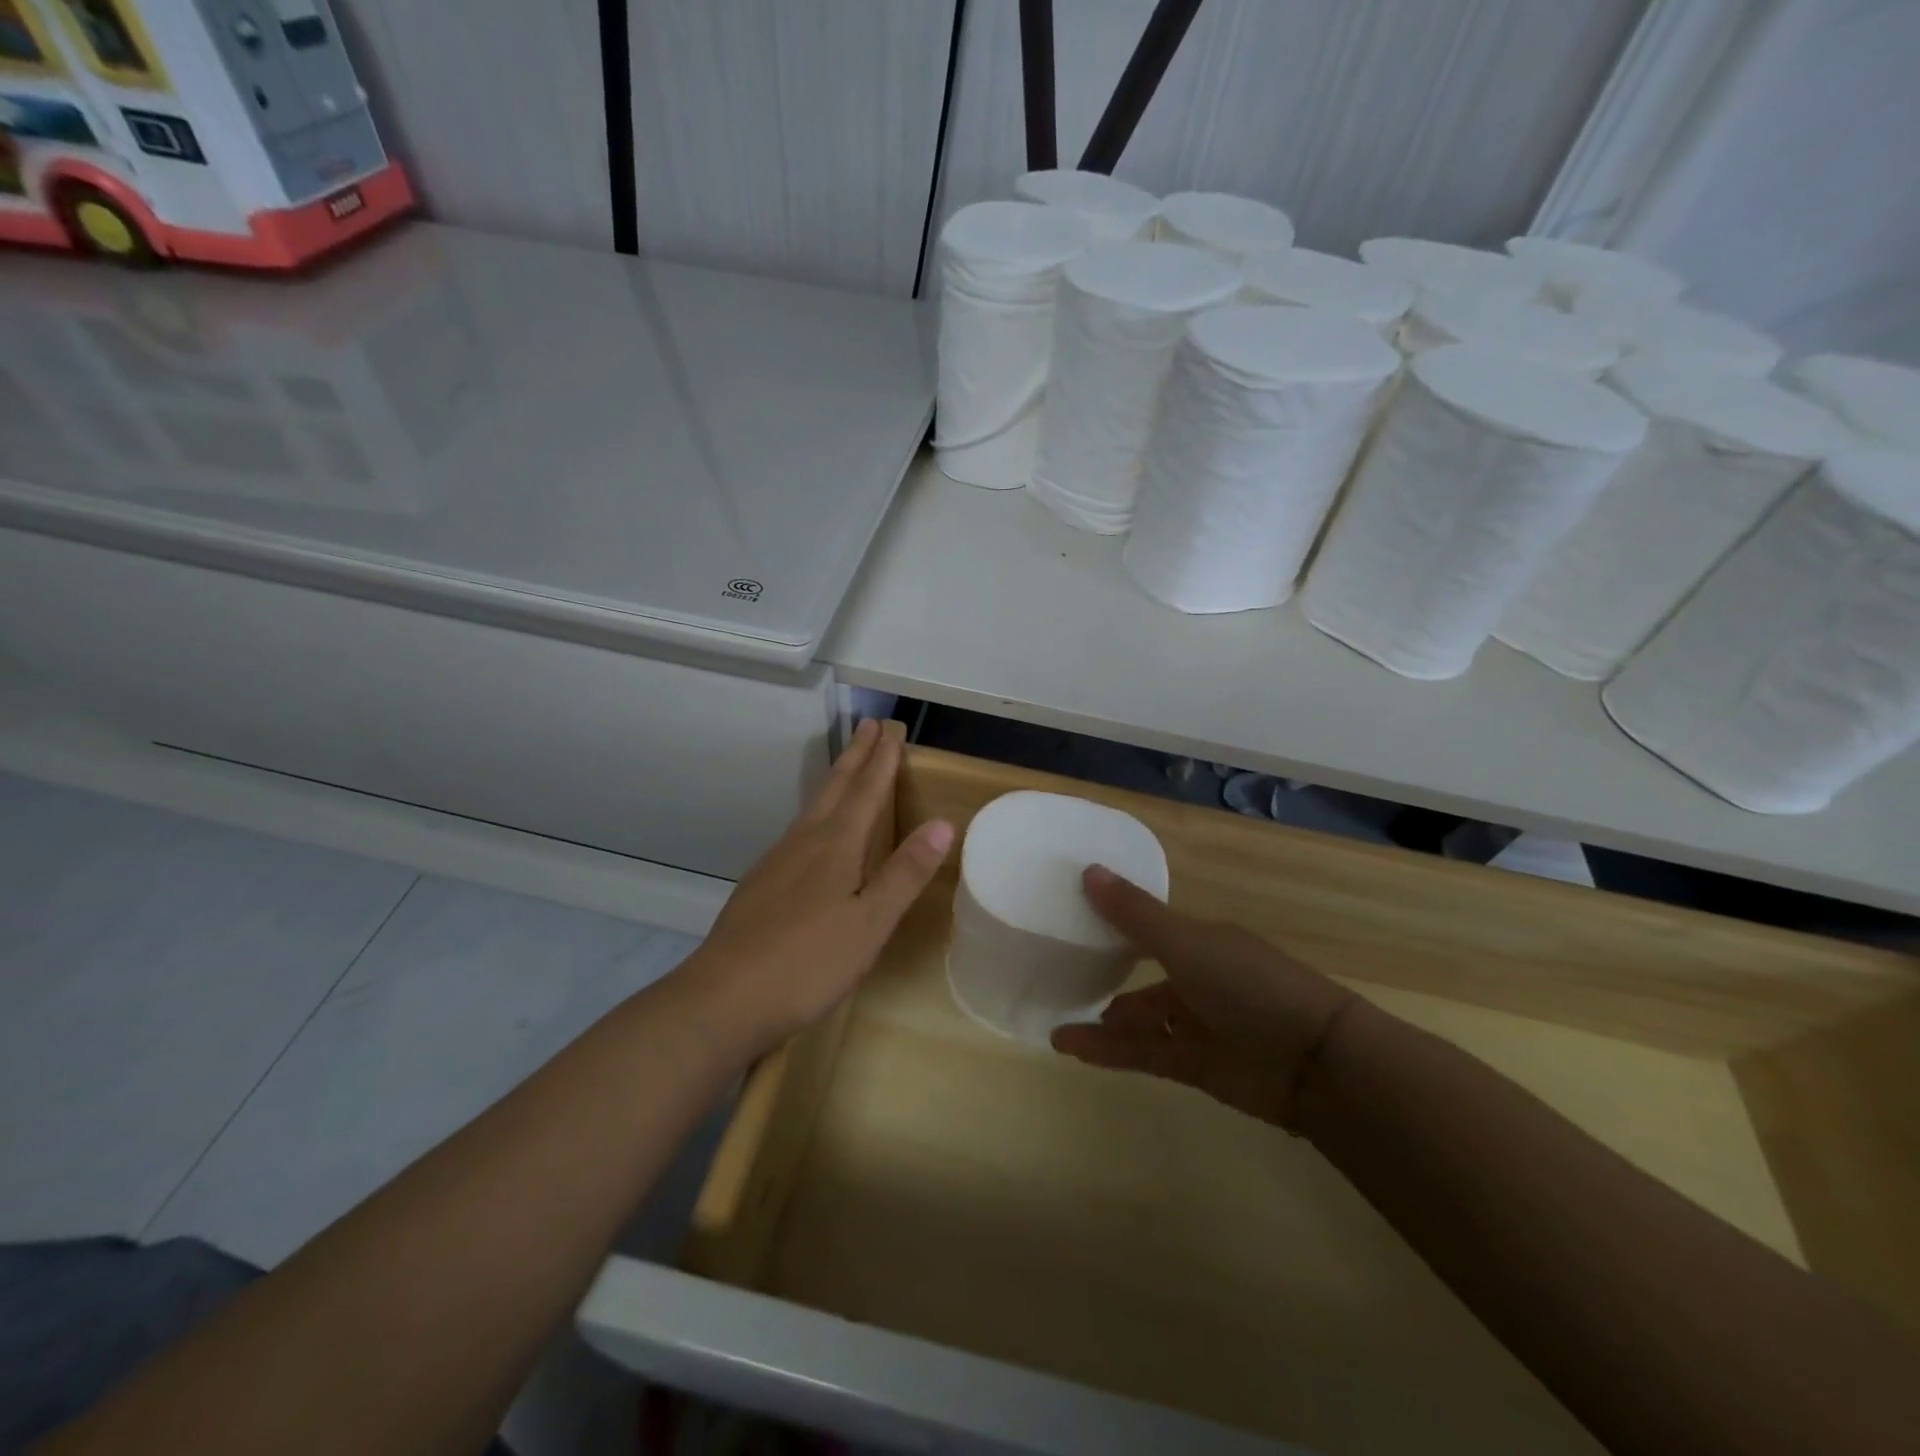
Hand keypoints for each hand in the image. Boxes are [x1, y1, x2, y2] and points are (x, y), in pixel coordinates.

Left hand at [678, 719, 953, 1059]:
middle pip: (834, 789)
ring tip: (846, 769)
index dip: (882, 761)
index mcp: (835, 847)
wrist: (723, 998)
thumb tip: (943, 823)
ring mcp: (776, 862)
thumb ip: (905, 873)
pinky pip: (797, 832)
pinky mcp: (759, 885)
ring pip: (812, 808)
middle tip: (867, 726)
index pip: (866, 792)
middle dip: (855, 757)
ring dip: (834, 782)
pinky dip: (815, 814)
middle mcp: (804, 843)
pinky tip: (812, 834)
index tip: (892, 730)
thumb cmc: (808, 963)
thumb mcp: (870, 923)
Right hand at [1050, 866, 1356, 1128]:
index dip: (1117, 922)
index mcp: (1203, 941)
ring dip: (1103, 1018)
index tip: (1074, 916)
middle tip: (1063, 971)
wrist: (1316, 1063)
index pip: (1152, 927)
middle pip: (1145, 974)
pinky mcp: (1193, 1065)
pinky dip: (1106, 1049)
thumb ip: (1135, 915)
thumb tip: (1088, 870)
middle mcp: (1200, 978)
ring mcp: (1198, 1024)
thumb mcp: (1186, 943)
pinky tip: (1068, 1044)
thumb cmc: (1249, 986)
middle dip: (1110, 973)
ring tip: (1058, 1014)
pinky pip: (1141, 1051)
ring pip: (1141, 1017)